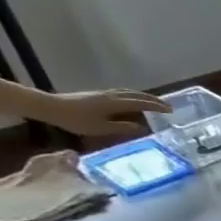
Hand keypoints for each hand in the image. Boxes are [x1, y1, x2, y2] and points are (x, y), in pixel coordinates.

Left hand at [35, 89, 168, 136]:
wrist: (49, 107)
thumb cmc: (75, 120)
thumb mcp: (100, 128)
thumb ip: (122, 127)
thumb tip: (142, 127)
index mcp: (115, 103)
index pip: (141, 103)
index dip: (157, 107)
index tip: (171, 110)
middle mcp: (111, 96)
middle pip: (137, 95)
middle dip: (153, 100)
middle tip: (167, 106)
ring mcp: (104, 94)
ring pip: (129, 92)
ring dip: (143, 96)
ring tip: (153, 102)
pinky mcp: (97, 95)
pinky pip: (122, 93)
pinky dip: (133, 96)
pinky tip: (132, 100)